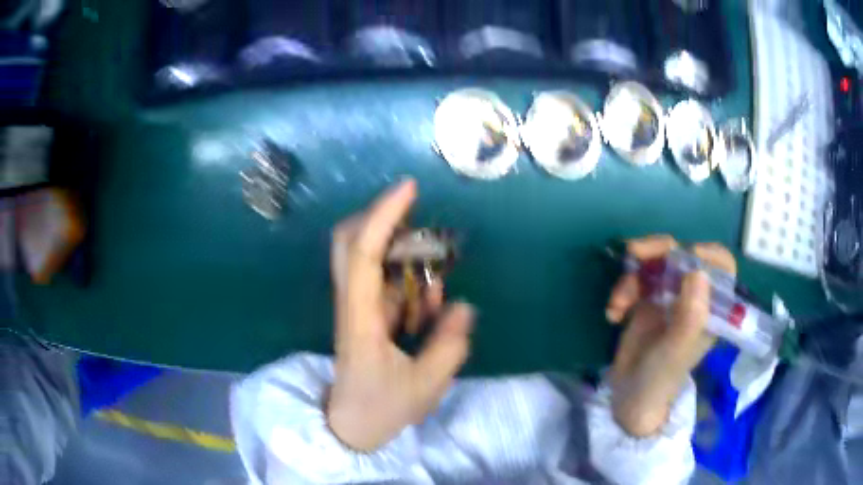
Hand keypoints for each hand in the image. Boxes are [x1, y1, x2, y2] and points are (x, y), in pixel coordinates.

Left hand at [327, 179, 474, 450]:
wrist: (351, 426)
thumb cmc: (382, 407)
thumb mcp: (425, 385)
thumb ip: (449, 345)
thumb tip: (463, 307)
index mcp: (360, 316)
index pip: (363, 252)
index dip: (383, 215)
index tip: (409, 188)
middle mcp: (351, 303)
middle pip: (348, 240)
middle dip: (380, 216)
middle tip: (416, 211)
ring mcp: (356, 306)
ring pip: (366, 258)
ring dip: (399, 254)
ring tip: (429, 287)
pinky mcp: (364, 314)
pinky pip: (383, 282)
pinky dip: (406, 280)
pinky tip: (426, 308)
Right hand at [604, 235, 735, 436]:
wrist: (629, 396)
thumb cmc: (660, 378)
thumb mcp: (676, 351)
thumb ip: (690, 317)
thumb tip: (698, 271)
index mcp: (710, 307)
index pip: (722, 267)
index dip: (708, 254)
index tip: (687, 255)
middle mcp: (692, 296)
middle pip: (683, 255)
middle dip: (658, 251)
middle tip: (634, 253)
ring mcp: (670, 295)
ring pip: (656, 263)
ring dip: (632, 277)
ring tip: (617, 304)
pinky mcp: (647, 299)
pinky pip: (636, 279)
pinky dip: (621, 291)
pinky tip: (613, 314)